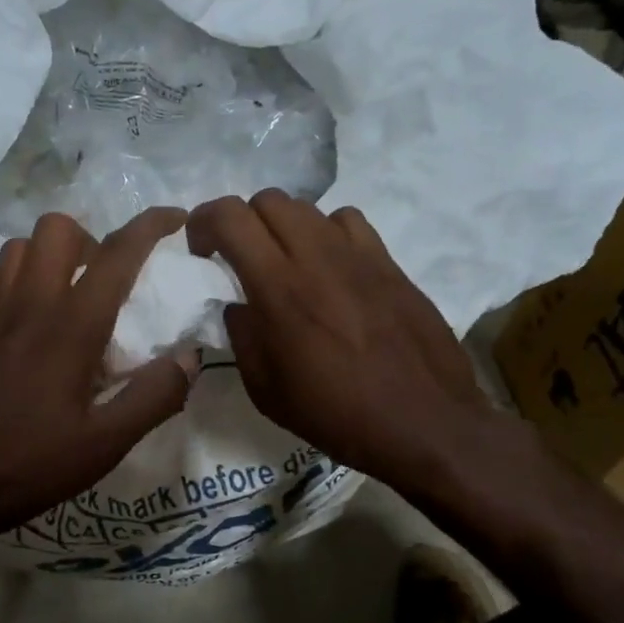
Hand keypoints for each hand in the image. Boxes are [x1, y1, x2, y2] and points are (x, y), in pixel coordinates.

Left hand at [0, 208, 196, 543]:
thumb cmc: (19, 464)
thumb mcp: (101, 446)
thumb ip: (152, 399)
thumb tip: (189, 358)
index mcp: (71, 326)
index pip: (117, 254)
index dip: (150, 226)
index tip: (176, 219)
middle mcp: (29, 305)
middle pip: (56, 229)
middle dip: (90, 238)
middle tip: (107, 281)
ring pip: (15, 249)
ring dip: (47, 257)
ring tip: (66, 295)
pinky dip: (3, 282)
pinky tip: (16, 313)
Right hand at [186, 190, 490, 487]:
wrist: (423, 422)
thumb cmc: (336, 414)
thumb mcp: (266, 390)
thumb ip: (242, 337)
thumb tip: (237, 305)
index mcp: (278, 288)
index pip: (231, 217)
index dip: (204, 221)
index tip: (200, 250)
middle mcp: (316, 257)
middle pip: (268, 200)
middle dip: (242, 221)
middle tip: (239, 257)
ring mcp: (358, 255)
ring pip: (308, 207)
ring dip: (283, 227)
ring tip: (284, 262)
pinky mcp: (389, 262)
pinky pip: (348, 222)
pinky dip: (327, 234)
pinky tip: (330, 267)